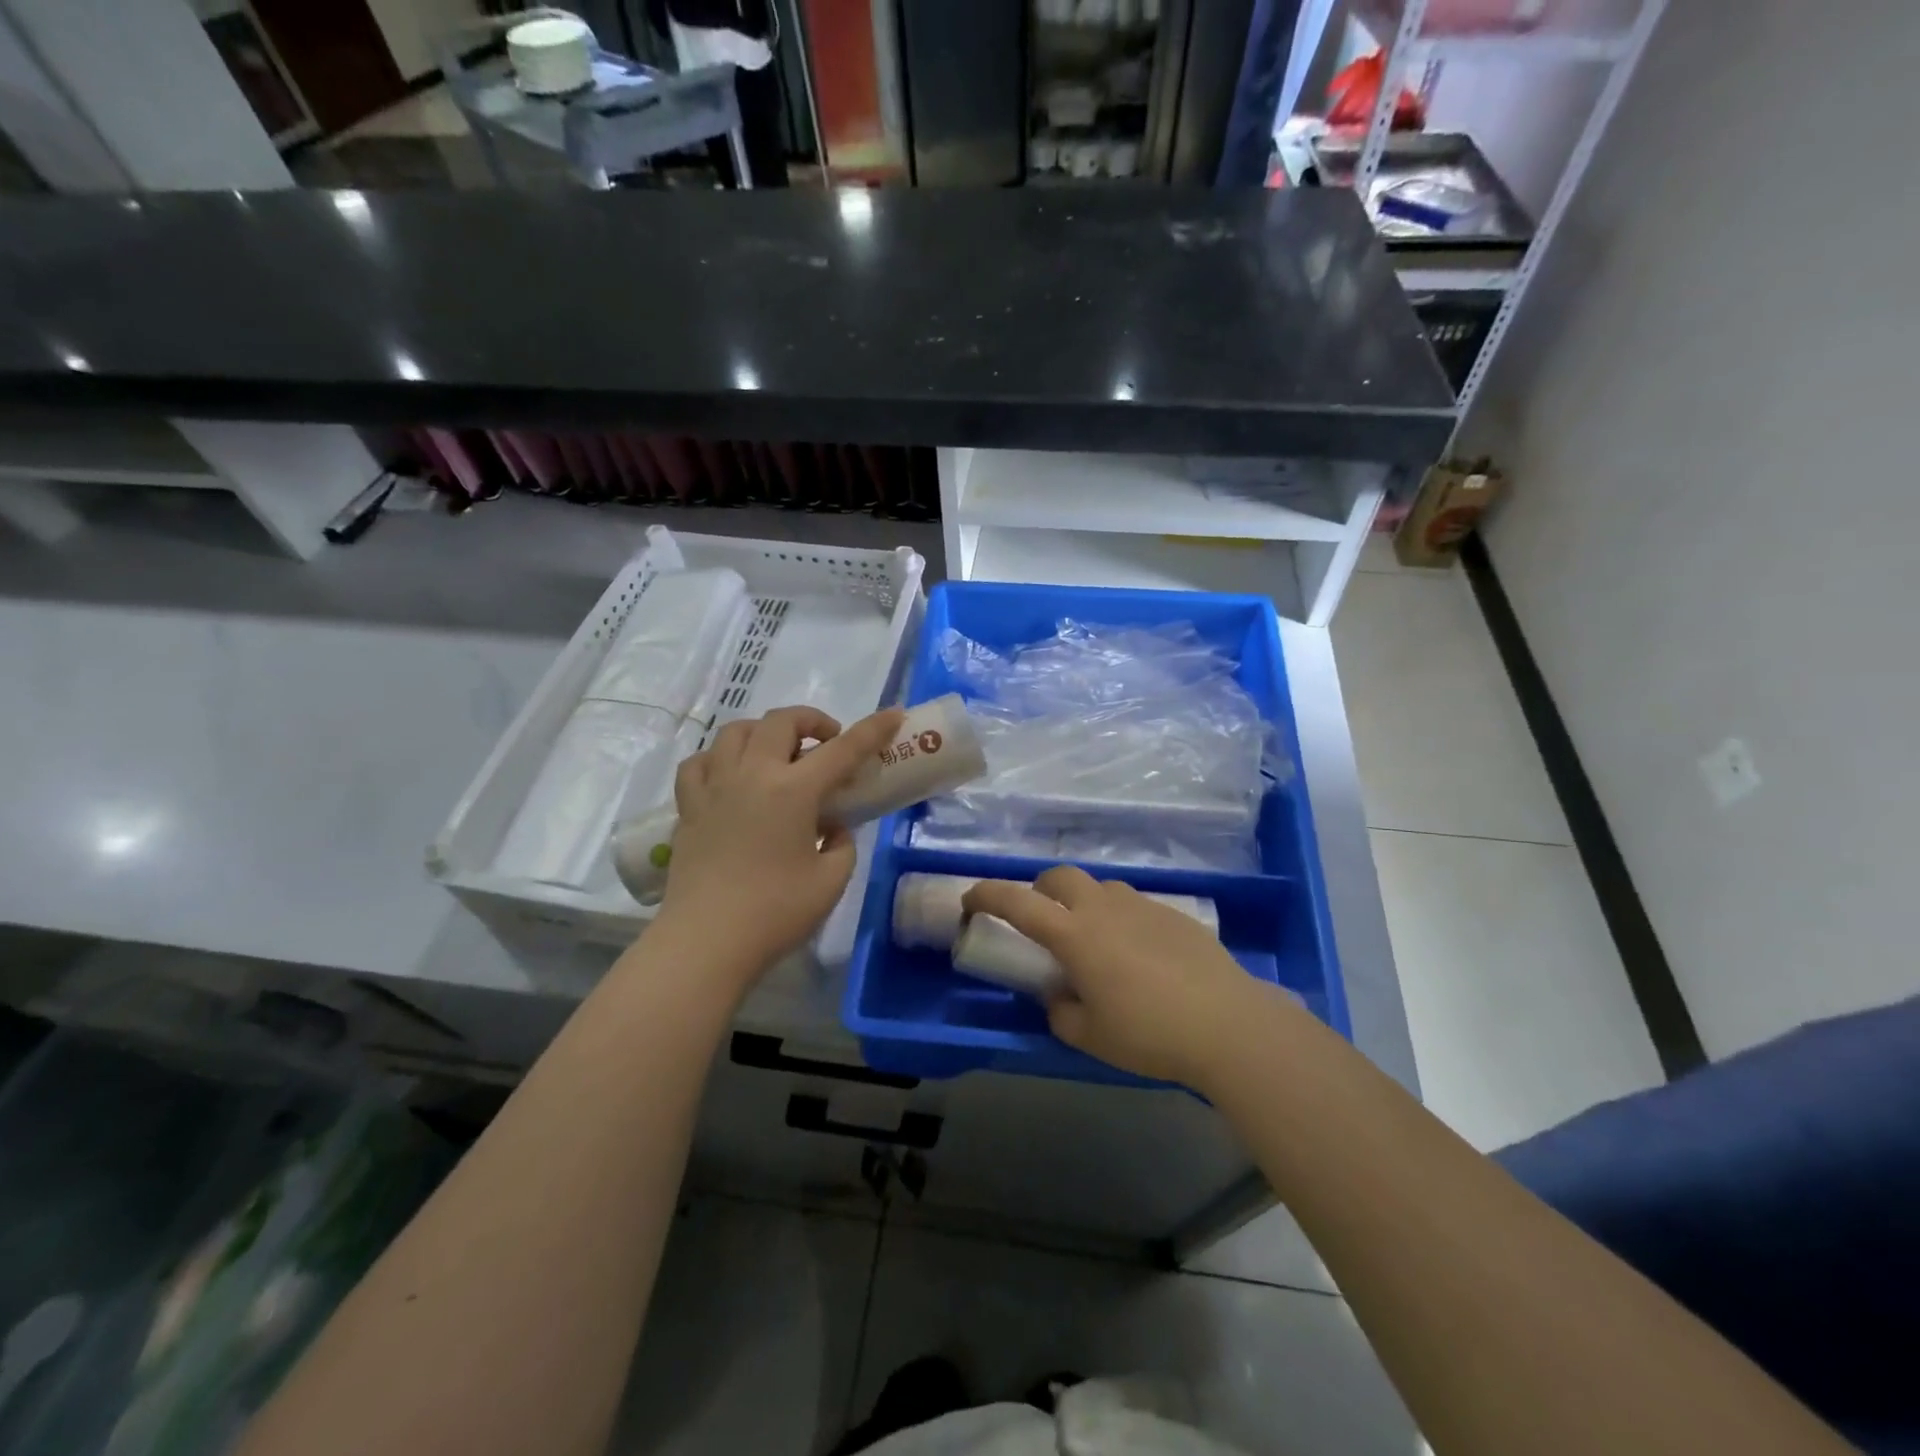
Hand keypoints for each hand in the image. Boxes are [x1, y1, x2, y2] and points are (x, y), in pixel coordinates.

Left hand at [657, 705, 903, 978]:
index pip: (842, 749)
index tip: (892, 714)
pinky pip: (700, 762)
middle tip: (828, 745)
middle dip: (812, 722)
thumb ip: (842, 844)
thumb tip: (831, 828)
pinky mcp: (689, 807)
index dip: (872, 729)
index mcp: (793, 790)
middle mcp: (752, 774)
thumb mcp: (831, 881)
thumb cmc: (776, 913)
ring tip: (779, 755)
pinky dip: (720, 758)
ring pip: (736, 731)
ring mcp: (714, 787)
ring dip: (765, 732)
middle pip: (781, 722)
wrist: (706, 942)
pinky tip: (731, 775)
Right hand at [964, 866, 1284, 1086]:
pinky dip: (1119, 918)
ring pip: (1099, 887)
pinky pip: (1133, 904)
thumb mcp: (1091, 1036)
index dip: (988, 895)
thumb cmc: (1149, 1033)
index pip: (1018, 903)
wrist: (1228, 1024)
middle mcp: (1103, 909)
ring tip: (1093, 940)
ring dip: (1082, 902)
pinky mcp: (1172, 914)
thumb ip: (1062, 1012)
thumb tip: (1060, 996)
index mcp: (1075, 936)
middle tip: (1041, 922)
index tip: (970, 899)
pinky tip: (1138, 954)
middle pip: (1059, 877)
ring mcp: (1141, 906)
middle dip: (1039, 890)